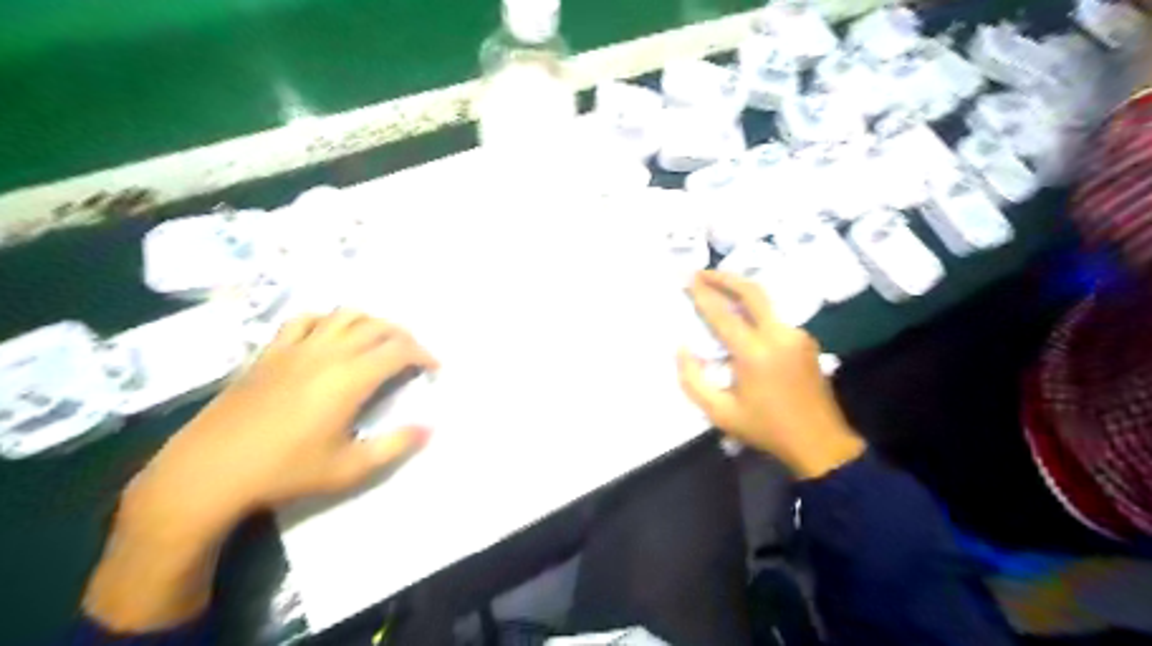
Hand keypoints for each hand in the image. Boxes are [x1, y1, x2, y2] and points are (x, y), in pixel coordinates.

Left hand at [84, 310, 435, 632]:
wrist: (208, 472)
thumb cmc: (285, 472)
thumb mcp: (349, 468)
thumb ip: (395, 445)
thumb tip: (430, 427)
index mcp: (349, 378)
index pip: (399, 350)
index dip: (424, 355)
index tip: (434, 369)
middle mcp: (327, 353)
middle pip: (377, 327)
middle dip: (404, 336)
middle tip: (413, 356)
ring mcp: (295, 348)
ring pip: (344, 315)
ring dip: (370, 322)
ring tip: (379, 342)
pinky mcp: (269, 352)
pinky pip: (305, 320)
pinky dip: (328, 320)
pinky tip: (331, 336)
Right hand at [676, 270, 858, 477]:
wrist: (820, 442)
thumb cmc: (766, 428)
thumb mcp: (720, 413)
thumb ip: (693, 380)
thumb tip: (682, 348)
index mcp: (755, 353)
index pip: (723, 314)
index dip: (703, 294)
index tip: (687, 278)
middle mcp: (779, 335)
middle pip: (752, 292)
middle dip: (725, 277)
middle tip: (702, 272)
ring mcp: (797, 335)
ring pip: (766, 302)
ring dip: (741, 291)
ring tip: (719, 290)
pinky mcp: (806, 341)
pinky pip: (775, 317)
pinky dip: (755, 310)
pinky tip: (743, 318)